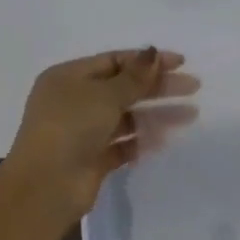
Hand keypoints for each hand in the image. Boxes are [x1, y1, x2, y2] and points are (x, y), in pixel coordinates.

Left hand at [2, 48, 199, 220]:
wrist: (46, 186)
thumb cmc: (71, 127)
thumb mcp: (105, 95)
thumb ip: (134, 76)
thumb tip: (152, 54)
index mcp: (69, 77)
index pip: (114, 61)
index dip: (147, 61)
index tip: (180, 63)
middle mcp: (74, 101)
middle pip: (124, 88)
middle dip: (158, 87)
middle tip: (193, 87)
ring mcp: (83, 131)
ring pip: (127, 117)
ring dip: (157, 114)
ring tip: (191, 115)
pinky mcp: (93, 159)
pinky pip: (123, 144)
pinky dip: (142, 140)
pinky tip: (165, 139)